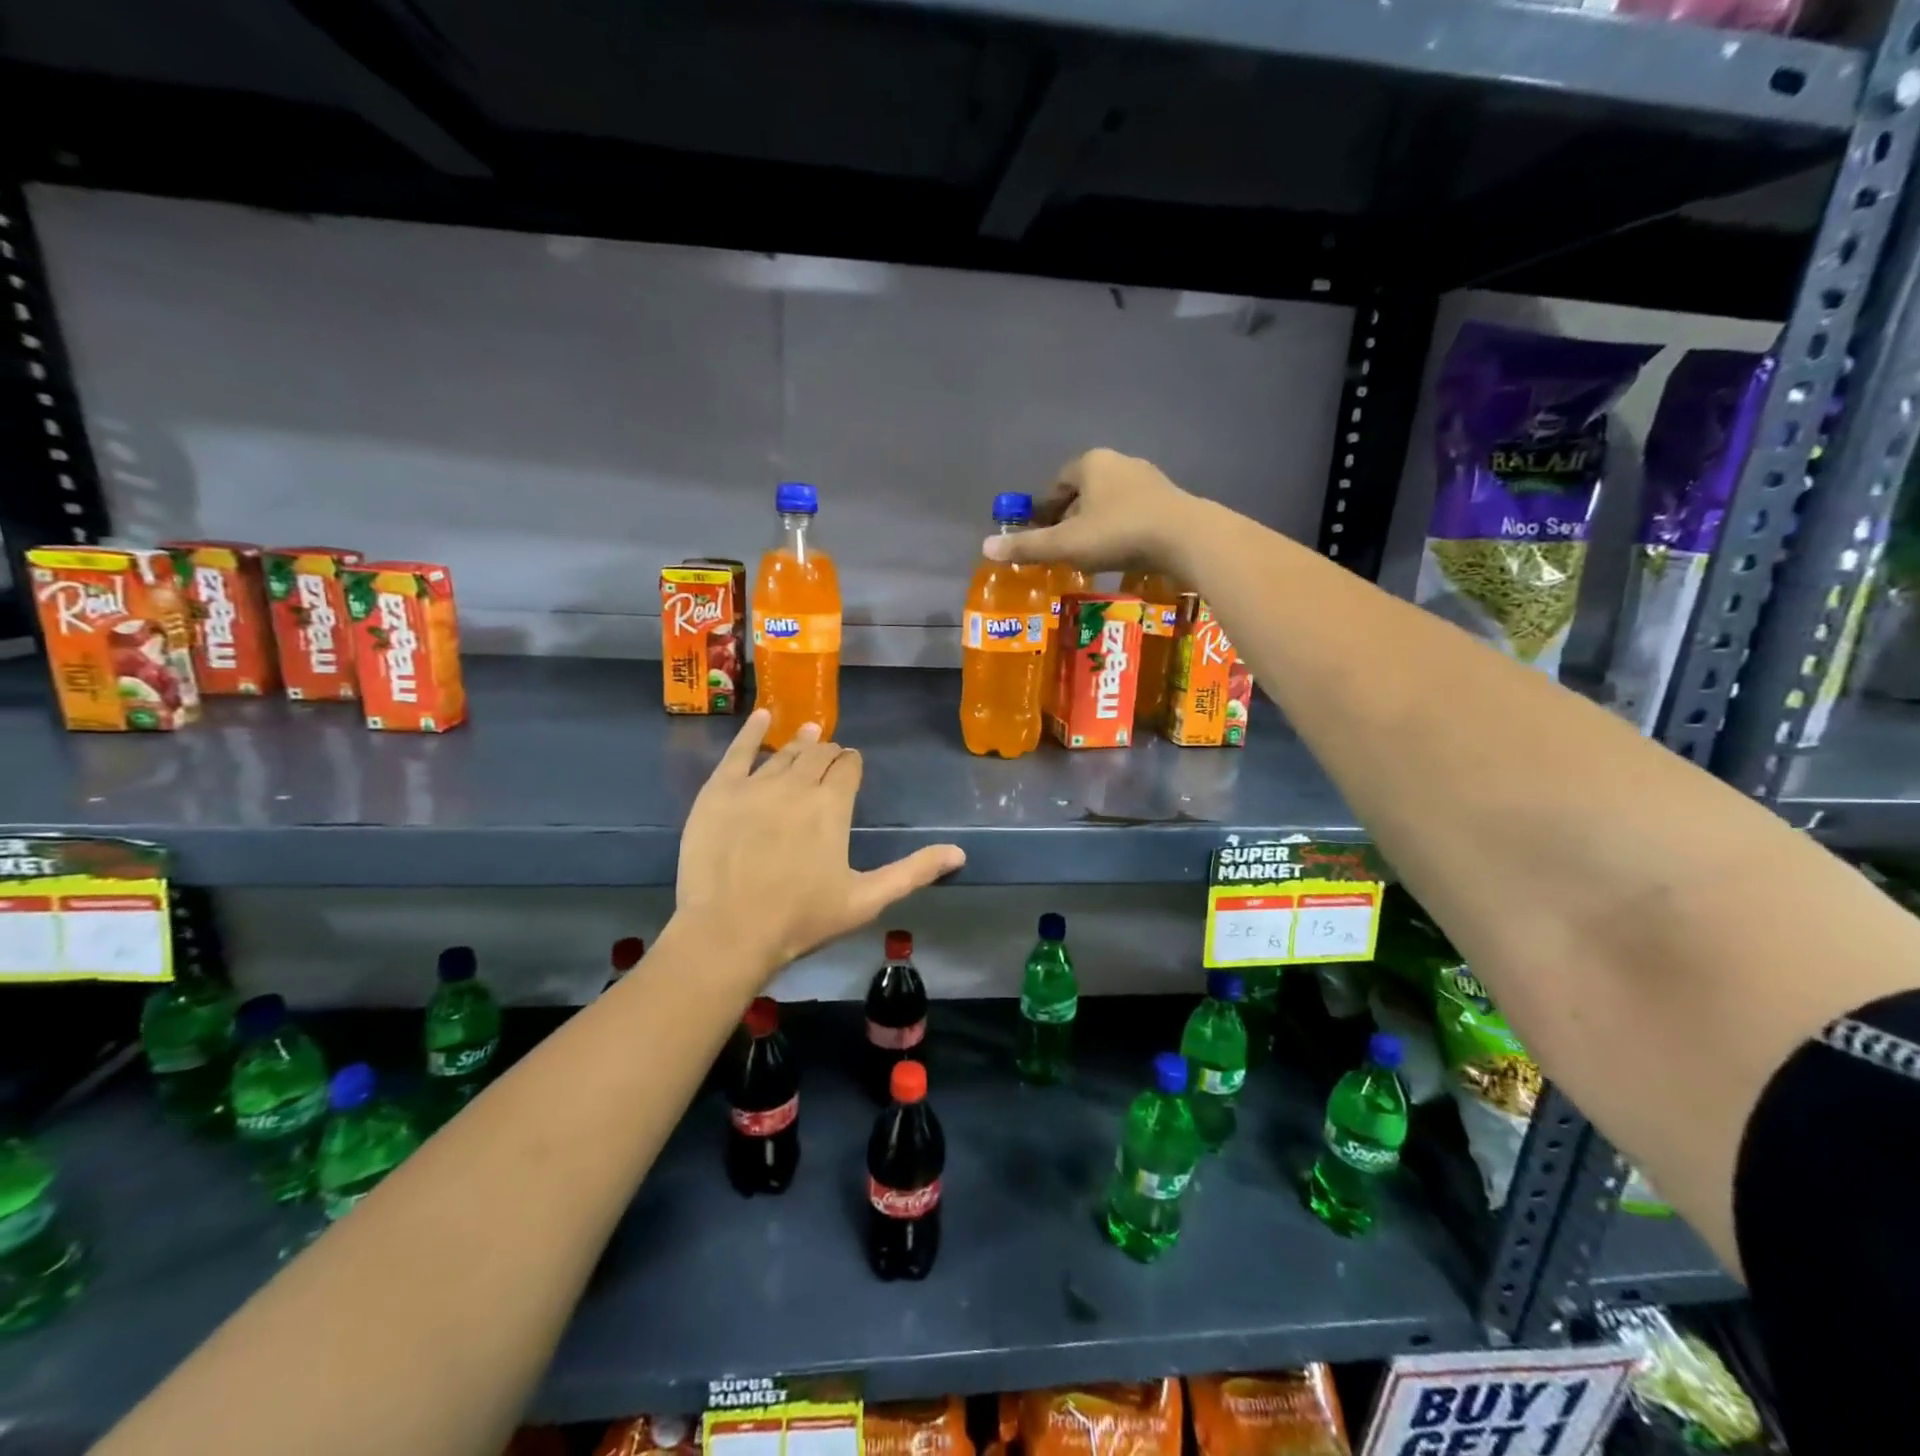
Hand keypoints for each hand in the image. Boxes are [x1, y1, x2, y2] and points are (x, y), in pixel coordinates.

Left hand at [675, 711, 965, 979]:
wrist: (727, 932)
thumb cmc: (801, 919)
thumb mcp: (866, 900)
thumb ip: (913, 871)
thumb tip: (960, 852)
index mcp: (832, 805)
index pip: (848, 767)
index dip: (852, 764)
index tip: (852, 767)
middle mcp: (797, 785)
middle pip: (818, 755)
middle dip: (828, 752)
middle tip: (830, 755)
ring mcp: (755, 785)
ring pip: (783, 753)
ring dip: (799, 742)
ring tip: (808, 732)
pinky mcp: (719, 791)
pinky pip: (738, 751)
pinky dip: (752, 731)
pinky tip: (762, 717)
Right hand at [982, 448, 1197, 572]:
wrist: (1186, 538)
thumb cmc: (1118, 534)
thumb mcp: (1066, 544)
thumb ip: (1028, 546)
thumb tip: (986, 547)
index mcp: (1091, 463)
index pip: (1057, 482)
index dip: (1044, 508)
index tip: (1039, 533)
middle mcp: (1120, 462)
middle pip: (1084, 490)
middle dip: (1070, 517)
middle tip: (1061, 547)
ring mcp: (1149, 479)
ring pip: (1110, 502)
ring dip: (1096, 524)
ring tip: (1089, 554)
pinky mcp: (1169, 500)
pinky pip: (1133, 513)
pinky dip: (1121, 530)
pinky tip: (1121, 553)